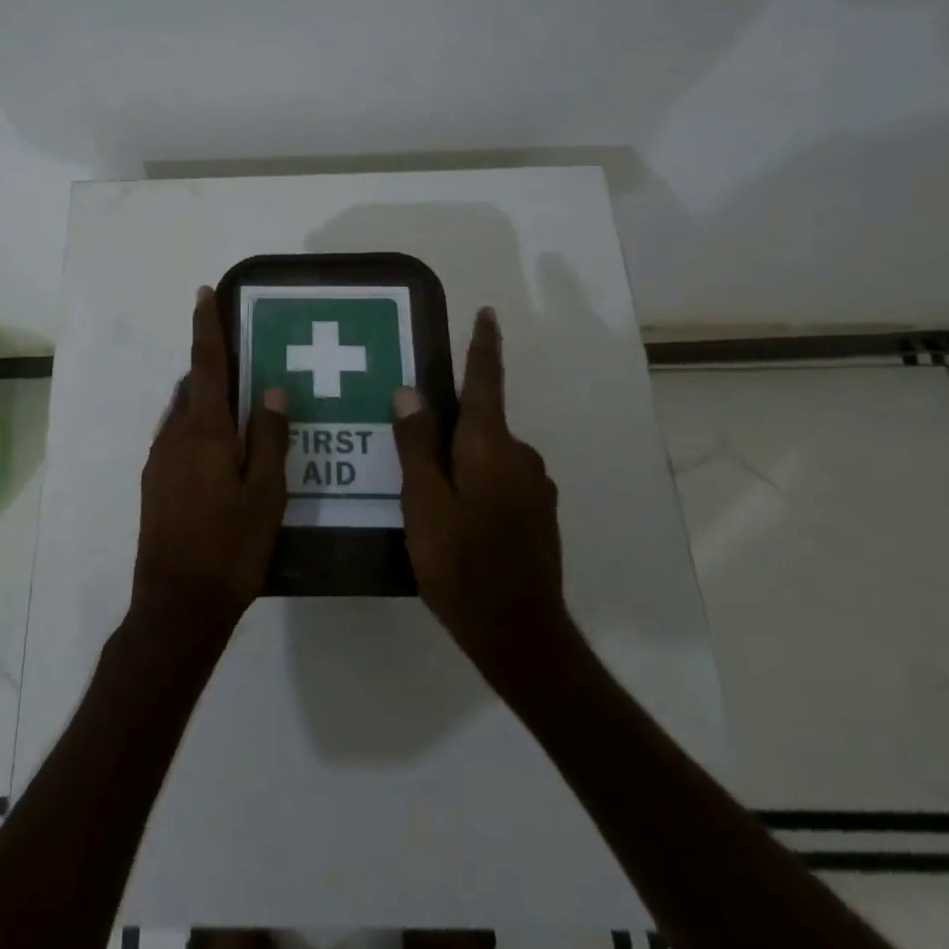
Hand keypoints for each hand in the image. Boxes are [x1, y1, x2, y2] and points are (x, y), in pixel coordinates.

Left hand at [132, 287, 289, 639]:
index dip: (206, 327)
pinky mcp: (154, 485)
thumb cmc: (231, 547)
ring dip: (206, 401)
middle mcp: (174, 436)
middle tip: (245, 364)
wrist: (176, 606)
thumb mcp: (266, 492)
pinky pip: (177, 439)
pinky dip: (198, 430)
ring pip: (184, 414)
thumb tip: (270, 388)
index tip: (203, 294)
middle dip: (213, 368)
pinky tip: (221, 456)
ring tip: (239, 411)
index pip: (206, 365)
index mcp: (204, 431)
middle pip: (193, 387)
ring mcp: (159, 461)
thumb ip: (268, 436)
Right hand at [393, 308, 575, 694]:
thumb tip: (409, 392)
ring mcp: (534, 487)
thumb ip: (416, 446)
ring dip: (461, 458)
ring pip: (488, 455)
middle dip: (449, 423)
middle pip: (481, 422)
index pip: (485, 382)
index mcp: (490, 446)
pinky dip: (476, 481)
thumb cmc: (462, 565)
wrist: (521, 634)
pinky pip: (500, 479)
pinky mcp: (538, 515)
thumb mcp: (423, 504)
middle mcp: (520, 457)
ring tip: (426, 487)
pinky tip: (455, 515)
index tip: (487, 314)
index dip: (484, 347)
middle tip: (412, 440)